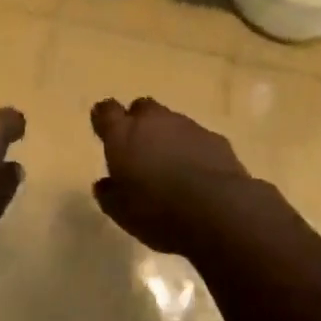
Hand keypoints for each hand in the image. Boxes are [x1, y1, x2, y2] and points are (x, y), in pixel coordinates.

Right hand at [90, 97, 267, 254]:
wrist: (217, 209)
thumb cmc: (157, 211)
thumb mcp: (121, 212)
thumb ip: (109, 194)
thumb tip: (105, 183)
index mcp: (123, 135)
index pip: (107, 111)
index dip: (104, 118)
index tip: (103, 129)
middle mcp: (154, 121)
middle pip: (142, 108)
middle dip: (138, 122)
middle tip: (138, 148)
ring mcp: (187, 126)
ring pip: (171, 122)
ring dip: (167, 136)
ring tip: (169, 165)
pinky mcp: (215, 138)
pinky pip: (197, 137)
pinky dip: (192, 149)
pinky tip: (196, 173)